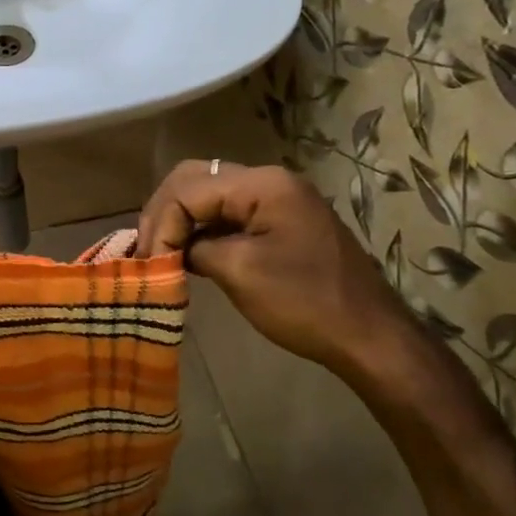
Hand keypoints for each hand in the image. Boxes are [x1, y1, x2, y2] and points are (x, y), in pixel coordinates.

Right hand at [137, 161, 421, 385]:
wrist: (370, 336)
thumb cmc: (305, 303)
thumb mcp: (239, 272)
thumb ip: (195, 248)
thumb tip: (169, 249)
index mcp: (263, 184)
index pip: (188, 188)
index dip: (161, 222)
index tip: (148, 261)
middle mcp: (269, 179)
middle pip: (195, 178)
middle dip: (164, 212)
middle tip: (146, 249)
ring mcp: (277, 198)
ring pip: (208, 192)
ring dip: (180, 218)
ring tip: (159, 251)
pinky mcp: (279, 219)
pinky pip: (227, 211)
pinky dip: (202, 227)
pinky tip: (186, 252)